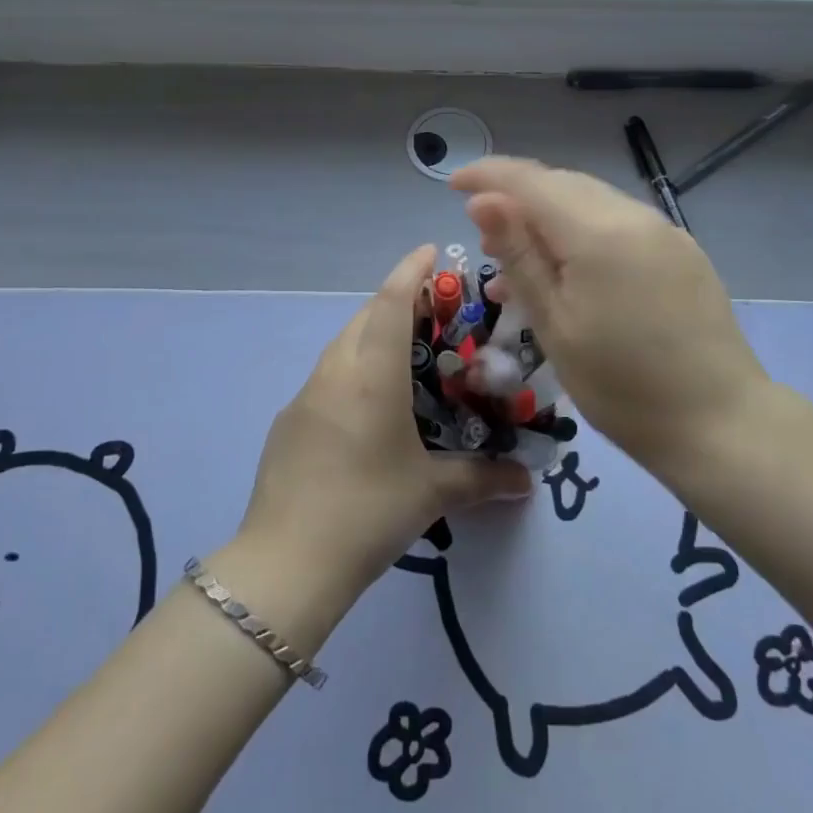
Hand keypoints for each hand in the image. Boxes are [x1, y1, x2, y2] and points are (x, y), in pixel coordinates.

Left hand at [237, 245, 533, 606]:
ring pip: (343, 345)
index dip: (410, 270)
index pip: (390, 303)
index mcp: (370, 376)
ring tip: (406, 353)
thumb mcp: (431, 493)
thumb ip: (482, 478)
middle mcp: (334, 373)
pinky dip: (353, 368)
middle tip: (433, 310)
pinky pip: (328, 376)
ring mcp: (305, 396)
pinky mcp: (289, 421)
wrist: (285, 562)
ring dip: (372, 334)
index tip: (430, 250)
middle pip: (364, 317)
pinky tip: (371, 405)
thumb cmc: (367, 512)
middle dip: (396, 301)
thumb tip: (527, 480)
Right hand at [454, 157, 785, 478]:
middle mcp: (634, 216)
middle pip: (561, 185)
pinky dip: (583, 235)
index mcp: (598, 232)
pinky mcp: (682, 252)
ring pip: (590, 203)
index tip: (452, 185)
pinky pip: (619, 225)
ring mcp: (664, 231)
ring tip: (519, 265)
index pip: (529, 180)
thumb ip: (518, 256)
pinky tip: (570, 273)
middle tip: (484, 241)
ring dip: (548, 219)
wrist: (720, 422)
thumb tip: (483, 202)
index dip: (487, 176)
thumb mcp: (554, 325)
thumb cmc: (621, 386)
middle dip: (516, 199)